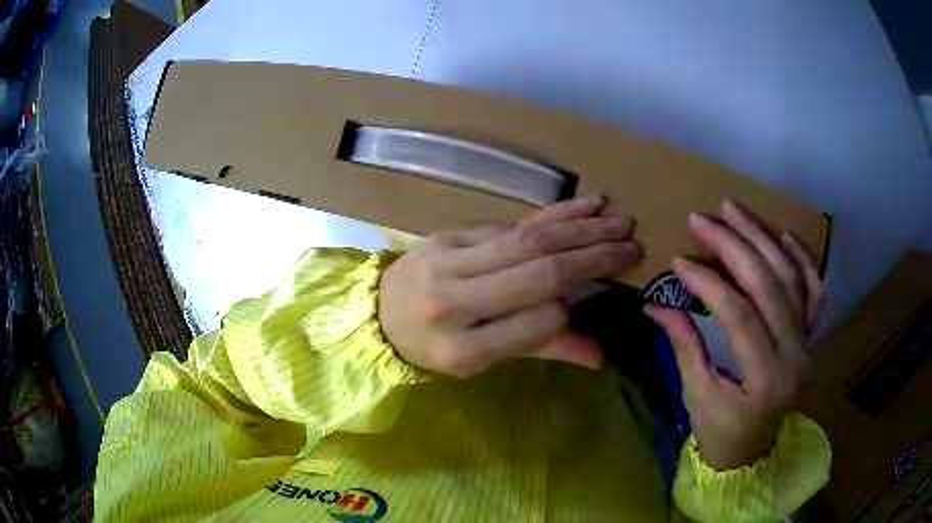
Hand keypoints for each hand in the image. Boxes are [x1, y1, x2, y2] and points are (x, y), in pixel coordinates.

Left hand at [379, 196, 641, 377]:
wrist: (379, 313)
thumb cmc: (433, 347)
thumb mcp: (481, 361)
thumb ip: (539, 351)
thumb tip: (600, 357)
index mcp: (461, 350)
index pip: (536, 322)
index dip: (568, 309)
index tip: (586, 299)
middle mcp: (453, 302)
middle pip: (537, 271)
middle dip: (592, 256)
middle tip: (632, 246)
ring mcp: (448, 260)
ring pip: (528, 239)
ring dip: (581, 227)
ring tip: (620, 222)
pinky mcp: (449, 234)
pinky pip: (510, 222)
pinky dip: (553, 213)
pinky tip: (586, 205)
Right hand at [645, 200, 821, 469]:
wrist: (752, 450)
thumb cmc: (721, 431)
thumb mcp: (697, 395)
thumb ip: (684, 344)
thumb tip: (654, 303)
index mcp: (765, 379)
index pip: (739, 315)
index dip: (708, 282)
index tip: (679, 260)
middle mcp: (794, 356)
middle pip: (768, 286)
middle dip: (734, 245)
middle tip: (703, 218)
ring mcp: (807, 343)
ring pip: (790, 279)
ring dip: (762, 239)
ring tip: (734, 210)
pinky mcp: (809, 337)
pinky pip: (813, 291)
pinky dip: (801, 260)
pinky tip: (782, 236)